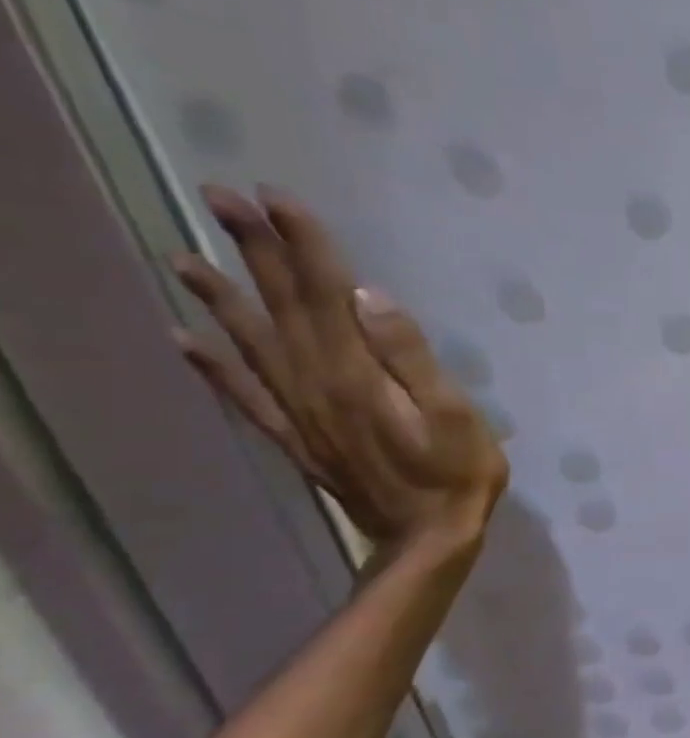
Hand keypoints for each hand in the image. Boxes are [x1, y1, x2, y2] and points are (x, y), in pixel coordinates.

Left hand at [171, 185, 508, 553]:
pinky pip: (244, 395)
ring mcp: (299, 412)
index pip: (325, 294)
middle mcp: (315, 384)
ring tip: (185, 256)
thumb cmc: (457, 475)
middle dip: (254, 250)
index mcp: (356, 374)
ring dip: (221, 297)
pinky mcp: (296, 437)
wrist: (426, 539)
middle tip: (220, 198)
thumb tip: (369, 297)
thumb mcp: (454, 415)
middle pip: (282, 307)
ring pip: (252, 343)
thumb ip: (411, 357)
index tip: (277, 197)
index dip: (302, 244)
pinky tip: (187, 341)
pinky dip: (212, 366)